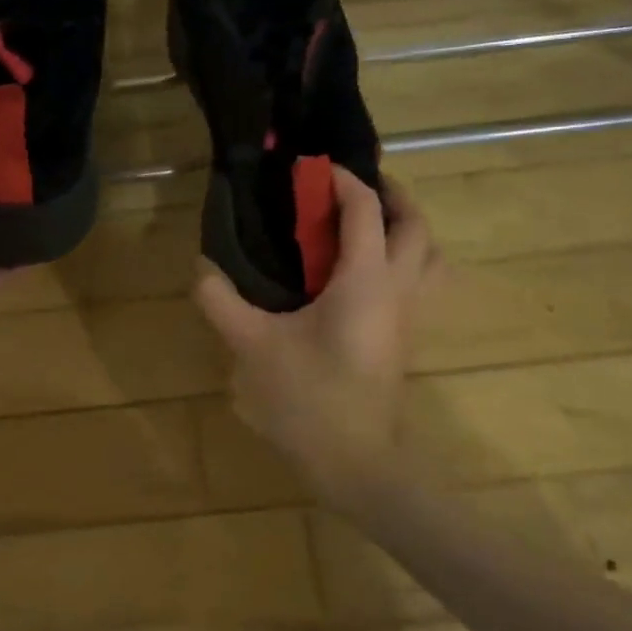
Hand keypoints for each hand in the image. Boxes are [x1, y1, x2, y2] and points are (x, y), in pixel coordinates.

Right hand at [195, 169, 437, 511]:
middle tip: (353, 188)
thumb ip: (221, 301)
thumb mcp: (252, 345)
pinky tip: (366, 273)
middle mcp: (398, 289)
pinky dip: (405, 259)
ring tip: (370, 223)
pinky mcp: (407, 338)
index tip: (315, 169)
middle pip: (415, 225)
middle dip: (391, 195)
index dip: (344, 182)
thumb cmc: (308, 397)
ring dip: (407, 228)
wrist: (355, 461)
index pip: (366, 211)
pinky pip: (421, 280)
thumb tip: (202, 268)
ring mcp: (409, 315)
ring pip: (429, 254)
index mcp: (365, 280)